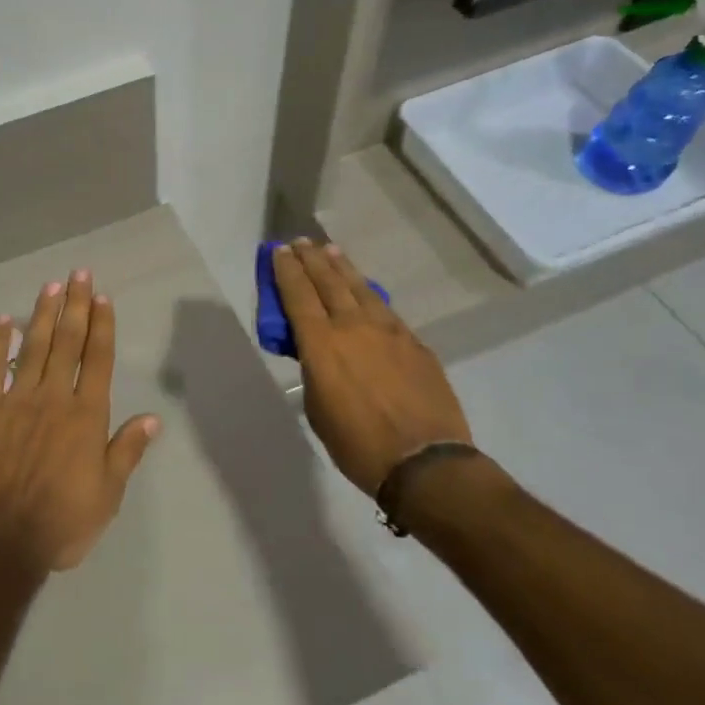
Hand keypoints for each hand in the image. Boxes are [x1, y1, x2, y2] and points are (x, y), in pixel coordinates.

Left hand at [0, 270, 161, 573]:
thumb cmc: (61, 524)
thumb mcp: (107, 495)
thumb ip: (126, 451)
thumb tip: (152, 417)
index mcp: (86, 416)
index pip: (98, 359)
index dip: (102, 325)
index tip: (102, 297)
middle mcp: (54, 398)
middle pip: (68, 343)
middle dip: (75, 305)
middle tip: (78, 273)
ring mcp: (16, 401)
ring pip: (34, 347)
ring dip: (44, 315)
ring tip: (50, 287)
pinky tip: (4, 320)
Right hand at [273, 240, 472, 498]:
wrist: (425, 461)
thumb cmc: (358, 444)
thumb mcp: (318, 410)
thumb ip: (314, 372)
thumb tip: (319, 356)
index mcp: (322, 344)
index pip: (298, 295)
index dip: (287, 271)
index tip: (279, 251)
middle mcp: (353, 327)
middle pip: (328, 282)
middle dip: (311, 260)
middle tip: (301, 243)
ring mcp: (388, 331)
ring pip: (360, 288)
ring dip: (342, 268)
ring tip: (330, 251)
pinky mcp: (414, 342)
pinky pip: (384, 308)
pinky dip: (368, 293)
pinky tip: (365, 291)